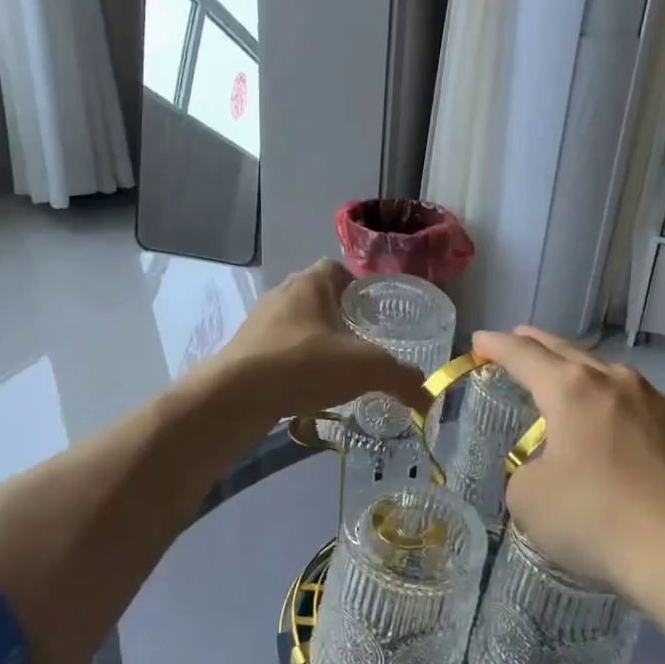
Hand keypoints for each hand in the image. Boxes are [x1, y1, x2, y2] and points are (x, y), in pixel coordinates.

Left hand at [211, 260, 428, 422]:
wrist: (238, 394)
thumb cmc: (306, 364)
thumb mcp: (366, 368)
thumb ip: (400, 377)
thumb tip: (426, 394)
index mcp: (310, 284)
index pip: (336, 269)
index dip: (357, 286)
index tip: (373, 311)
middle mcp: (281, 295)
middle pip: (316, 297)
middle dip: (338, 316)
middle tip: (361, 342)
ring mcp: (258, 323)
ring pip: (295, 325)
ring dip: (314, 342)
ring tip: (335, 370)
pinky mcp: (244, 351)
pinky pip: (277, 351)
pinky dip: (294, 365)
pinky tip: (306, 390)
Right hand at [474, 327, 664, 612]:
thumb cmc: (597, 520)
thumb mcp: (529, 500)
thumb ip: (526, 471)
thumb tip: (548, 469)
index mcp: (572, 390)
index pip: (524, 356)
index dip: (496, 346)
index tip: (478, 341)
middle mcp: (618, 383)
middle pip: (569, 352)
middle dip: (539, 345)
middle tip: (520, 338)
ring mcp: (662, 402)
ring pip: (613, 377)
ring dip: (587, 377)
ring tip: (574, 383)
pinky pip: (649, 407)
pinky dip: (627, 408)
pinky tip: (630, 424)